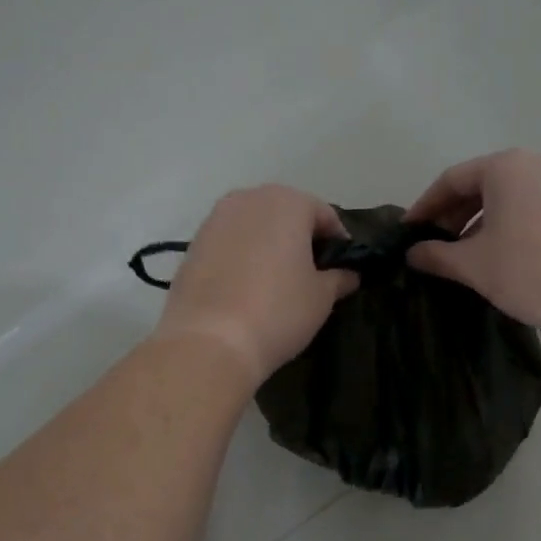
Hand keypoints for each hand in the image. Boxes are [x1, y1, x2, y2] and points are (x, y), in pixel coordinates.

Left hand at [156, 186, 358, 383]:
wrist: (210, 341)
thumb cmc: (278, 311)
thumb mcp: (321, 297)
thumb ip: (339, 278)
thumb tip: (348, 275)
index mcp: (287, 202)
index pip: (324, 214)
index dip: (338, 241)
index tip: (343, 267)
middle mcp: (248, 199)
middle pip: (285, 213)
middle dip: (300, 238)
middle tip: (311, 273)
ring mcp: (214, 220)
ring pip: (253, 226)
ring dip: (268, 246)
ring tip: (277, 281)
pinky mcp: (192, 245)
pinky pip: (228, 244)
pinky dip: (241, 258)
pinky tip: (246, 288)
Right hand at [404, 150, 540, 338]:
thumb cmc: (532, 271)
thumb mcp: (474, 265)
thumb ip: (437, 255)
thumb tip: (412, 253)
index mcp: (505, 167)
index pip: (450, 181)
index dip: (423, 208)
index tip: (407, 234)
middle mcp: (533, 164)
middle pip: (478, 185)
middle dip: (450, 217)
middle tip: (430, 249)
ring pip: (503, 199)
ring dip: (475, 225)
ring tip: (459, 259)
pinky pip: (525, 208)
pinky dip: (502, 227)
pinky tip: (494, 258)